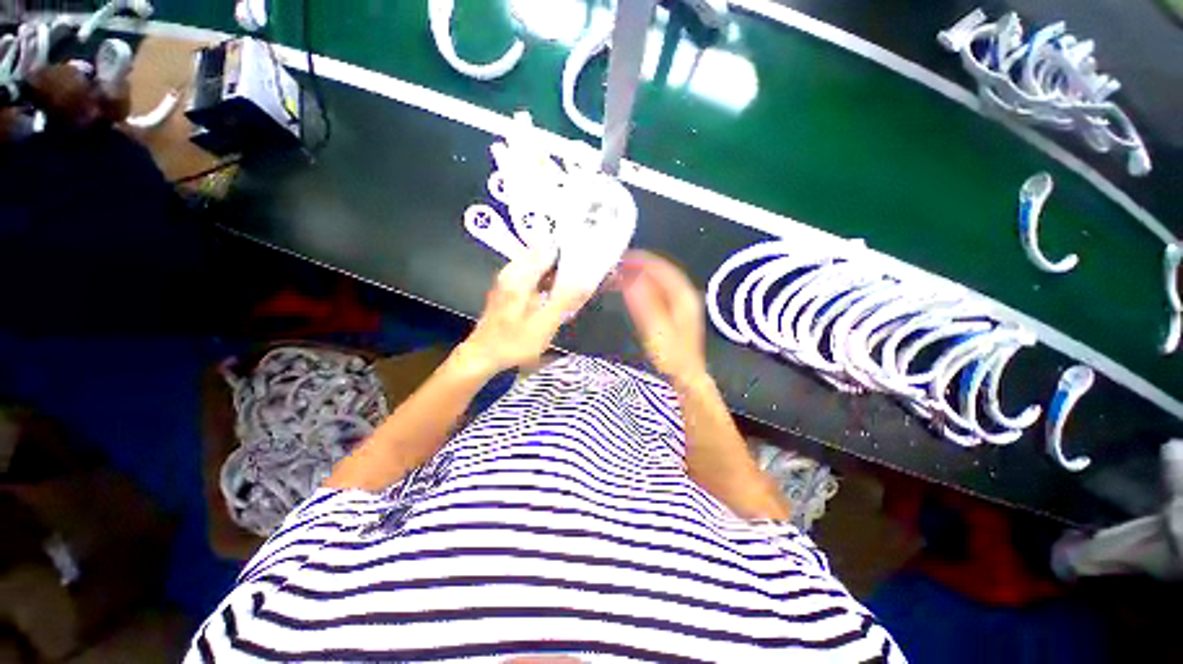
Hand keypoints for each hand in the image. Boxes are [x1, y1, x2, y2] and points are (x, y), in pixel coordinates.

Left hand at [459, 247, 589, 375]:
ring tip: (575, 285)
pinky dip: (547, 281)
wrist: (482, 356)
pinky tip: (556, 294)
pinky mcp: (509, 289)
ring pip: (539, 266)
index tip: (587, 258)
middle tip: (584, 276)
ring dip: (557, 273)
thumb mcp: (544, 324)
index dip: (570, 252)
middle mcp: (512, 271)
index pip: (549, 249)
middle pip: (544, 255)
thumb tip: (585, 280)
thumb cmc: (513, 342)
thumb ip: (565, 300)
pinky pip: (533, 276)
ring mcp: (509, 279)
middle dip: (566, 262)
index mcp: (520, 275)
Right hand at [619, 250, 707, 385]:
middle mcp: (685, 293)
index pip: (661, 268)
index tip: (621, 256)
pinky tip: (635, 287)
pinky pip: (660, 290)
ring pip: (661, 280)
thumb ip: (643, 301)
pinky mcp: (677, 311)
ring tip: (624, 272)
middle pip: (661, 271)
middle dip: (640, 264)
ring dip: (643, 273)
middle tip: (619, 263)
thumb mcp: (655, 328)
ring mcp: (683, 302)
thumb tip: (630, 276)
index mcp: (682, 295)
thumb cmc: (671, 354)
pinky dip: (646, 284)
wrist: (686, 375)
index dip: (642, 260)